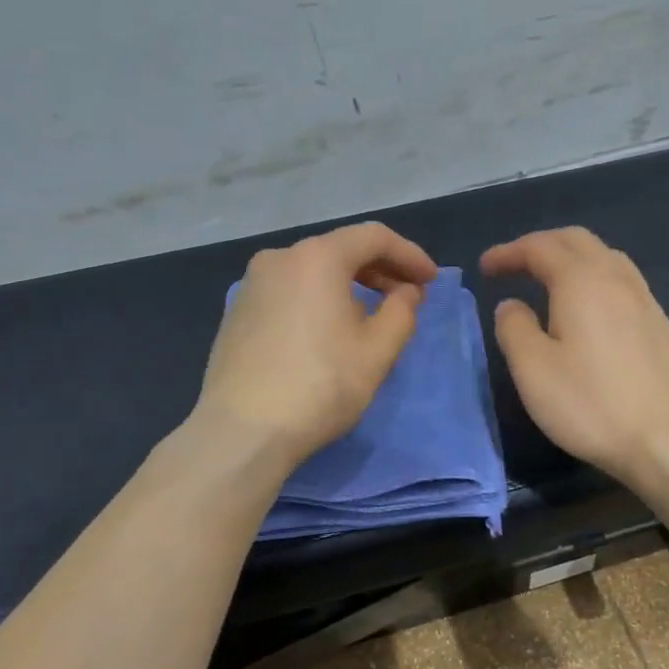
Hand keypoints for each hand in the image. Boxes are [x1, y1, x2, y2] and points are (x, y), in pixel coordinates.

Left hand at [197, 222, 438, 462]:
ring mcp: (251, 284)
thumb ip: (402, 311)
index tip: (431, 281)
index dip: (409, 255)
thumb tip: (406, 292)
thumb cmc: (320, 386)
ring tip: (372, 316)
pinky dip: (318, 299)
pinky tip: (329, 330)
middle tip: (408, 296)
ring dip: (349, 285)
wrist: (243, 431)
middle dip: (380, 269)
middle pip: (340, 249)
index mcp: (316, 257)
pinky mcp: (237, 312)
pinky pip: (289, 291)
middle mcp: (279, 258)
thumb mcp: (377, 351)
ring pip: (312, 271)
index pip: (374, 238)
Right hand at [481, 227, 668, 490]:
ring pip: (605, 257)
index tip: (485, 268)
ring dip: (571, 259)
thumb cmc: (592, 404)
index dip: (509, 252)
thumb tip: (512, 305)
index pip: (539, 248)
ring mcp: (645, 300)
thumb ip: (514, 328)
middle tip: (514, 266)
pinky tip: (590, 310)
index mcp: (581, 281)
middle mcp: (616, 279)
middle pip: (577, 241)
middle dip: (541, 245)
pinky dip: (595, 279)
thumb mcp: (533, 370)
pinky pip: (622, 282)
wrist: (668, 440)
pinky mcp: (661, 325)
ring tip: (549, 282)